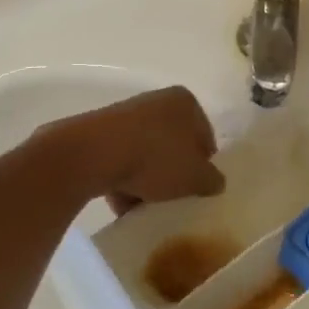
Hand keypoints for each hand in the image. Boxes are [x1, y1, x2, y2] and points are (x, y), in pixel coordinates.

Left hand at [40, 86, 224, 208]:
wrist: (94, 154)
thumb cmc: (156, 159)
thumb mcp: (195, 177)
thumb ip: (212, 180)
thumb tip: (215, 182)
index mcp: (185, 103)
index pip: (205, 137)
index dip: (204, 166)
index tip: (198, 190)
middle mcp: (156, 101)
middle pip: (174, 146)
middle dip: (174, 174)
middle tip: (174, 199)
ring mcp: (126, 116)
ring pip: (146, 155)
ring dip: (148, 181)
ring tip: (146, 207)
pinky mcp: (100, 133)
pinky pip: (121, 161)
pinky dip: (124, 181)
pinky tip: (123, 204)